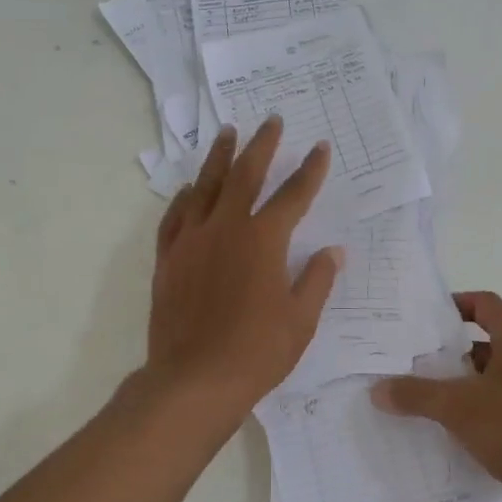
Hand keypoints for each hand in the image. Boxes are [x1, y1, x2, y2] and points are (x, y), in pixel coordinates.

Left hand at [146, 117, 340, 426]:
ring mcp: (191, 241)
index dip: (309, 171)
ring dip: (219, 158)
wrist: (194, 380)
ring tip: (227, 133)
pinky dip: (185, 198)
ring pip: (206, 187)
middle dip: (262, 146)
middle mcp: (226, 228)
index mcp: (264, 240)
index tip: (319, 149)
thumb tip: (333, 251)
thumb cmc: (257, 352)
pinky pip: (175, 217)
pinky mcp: (168, 259)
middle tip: (271, 121)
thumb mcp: (300, 320)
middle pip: (245, 175)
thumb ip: (317, 280)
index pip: (293, 196)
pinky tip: (190, 189)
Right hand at [372, 291, 501, 501]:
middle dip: (451, 352)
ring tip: (423, 399)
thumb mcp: (458, 406)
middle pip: (488, 342)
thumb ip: (416, 395)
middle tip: (411, 362)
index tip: (422, 319)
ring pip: (495, 379)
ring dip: (464, 386)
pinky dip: (481, 414)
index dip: (454, 305)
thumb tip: (378, 389)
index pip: (485, 304)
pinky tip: (453, 433)